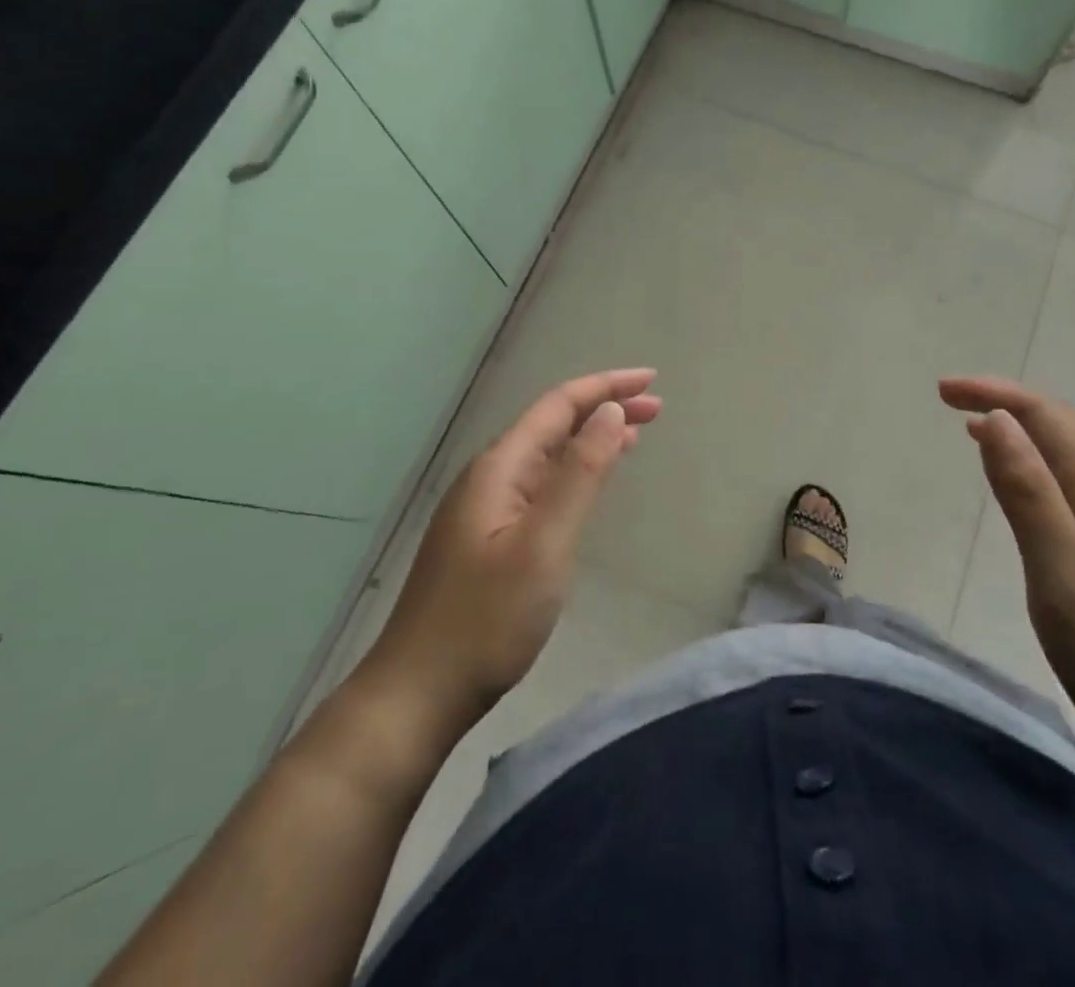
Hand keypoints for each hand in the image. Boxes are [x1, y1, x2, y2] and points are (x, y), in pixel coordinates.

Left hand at [360, 369, 661, 733]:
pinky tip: (590, 483)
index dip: (606, 386)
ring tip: (636, 435)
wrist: (418, 693)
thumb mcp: (545, 543)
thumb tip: (611, 412)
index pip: (559, 405)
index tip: (652, 380)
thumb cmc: (487, 619)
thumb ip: (580, 473)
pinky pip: (540, 484)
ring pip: (548, 454)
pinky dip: (575, 471)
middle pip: (554, 424)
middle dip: (605, 408)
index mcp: (500, 467)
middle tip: (657, 408)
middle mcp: (491, 476)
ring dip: (592, 438)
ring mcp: (486, 508)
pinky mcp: (488, 537)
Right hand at [939, 376, 1074, 788]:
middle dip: (1006, 404)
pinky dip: (1043, 470)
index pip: (1047, 416)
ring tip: (977, 435)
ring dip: (1024, 435)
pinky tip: (1029, 495)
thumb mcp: (1066, 579)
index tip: (942, 391)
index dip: (994, 393)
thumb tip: (996, 418)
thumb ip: (1029, 495)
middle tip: (952, 403)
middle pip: (1064, 428)